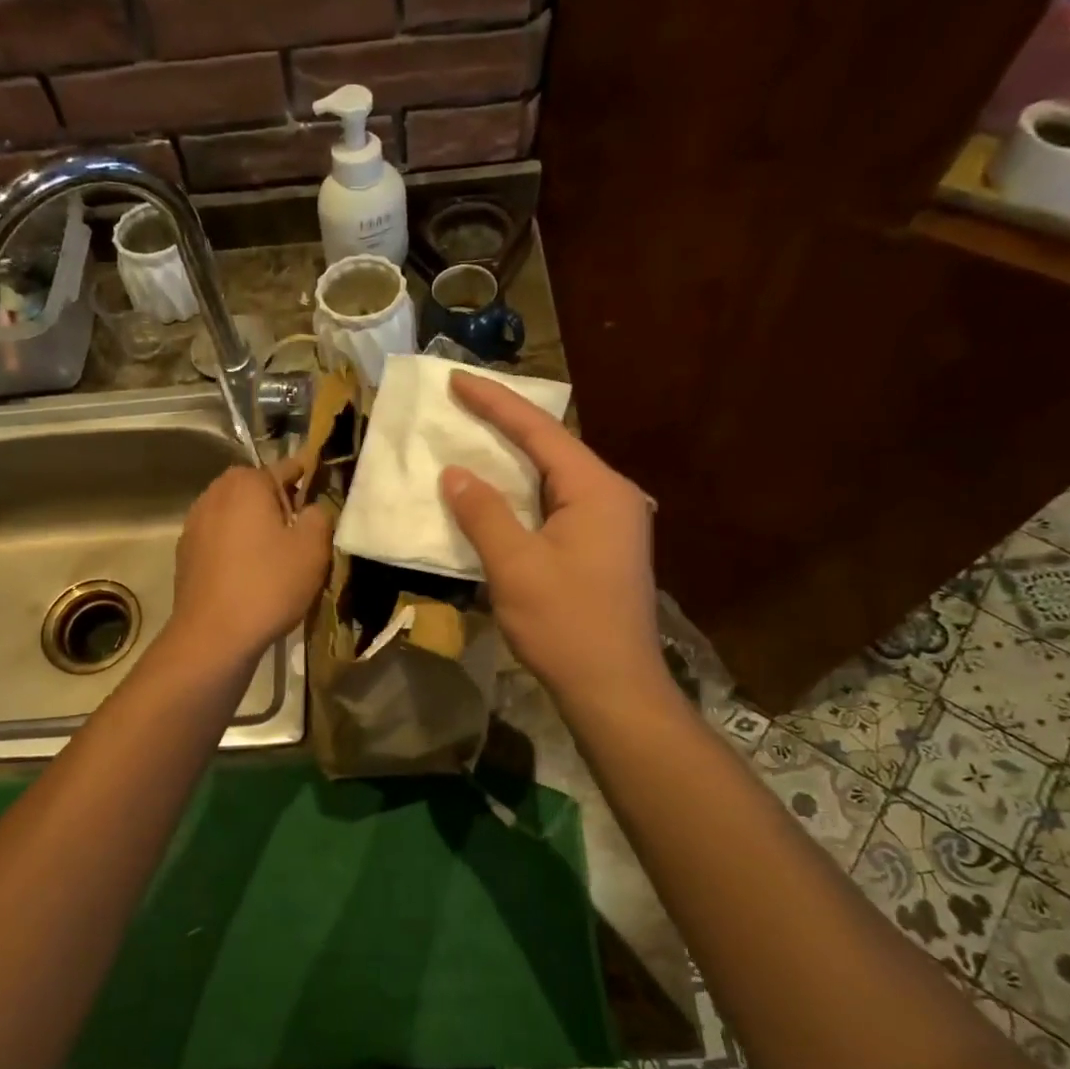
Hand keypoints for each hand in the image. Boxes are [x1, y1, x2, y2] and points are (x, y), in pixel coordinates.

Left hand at [168, 459, 332, 665]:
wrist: (213, 636)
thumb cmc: (268, 585)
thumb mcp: (313, 548)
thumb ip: (320, 514)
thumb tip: (312, 507)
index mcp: (246, 483)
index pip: (288, 467)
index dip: (311, 478)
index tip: (326, 492)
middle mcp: (215, 493)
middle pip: (258, 490)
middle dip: (281, 505)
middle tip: (304, 533)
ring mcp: (195, 524)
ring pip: (237, 516)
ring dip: (257, 528)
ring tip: (278, 557)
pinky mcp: (186, 554)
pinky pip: (221, 540)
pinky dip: (238, 549)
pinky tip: (251, 575)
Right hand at [439, 371, 665, 702]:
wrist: (614, 689)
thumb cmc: (565, 625)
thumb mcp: (515, 566)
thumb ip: (483, 513)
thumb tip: (455, 473)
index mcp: (596, 489)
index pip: (540, 431)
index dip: (495, 403)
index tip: (457, 379)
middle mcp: (612, 496)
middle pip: (552, 448)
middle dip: (506, 425)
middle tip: (462, 404)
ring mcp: (612, 524)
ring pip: (555, 478)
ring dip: (515, 462)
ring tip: (475, 440)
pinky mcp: (604, 549)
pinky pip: (558, 505)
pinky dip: (525, 495)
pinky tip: (500, 496)